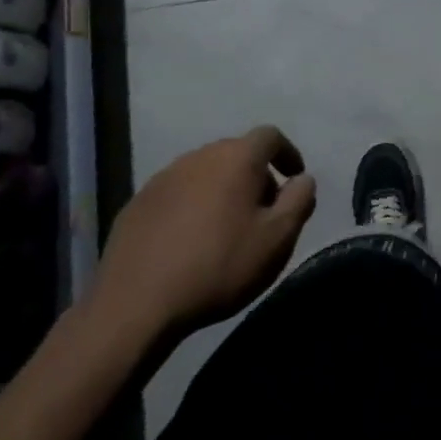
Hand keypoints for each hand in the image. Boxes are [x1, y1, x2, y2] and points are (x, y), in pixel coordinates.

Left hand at [85, 126, 316, 357]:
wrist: (137, 303)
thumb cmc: (219, 266)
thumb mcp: (277, 239)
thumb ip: (299, 201)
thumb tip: (303, 179)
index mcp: (236, 158)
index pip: (270, 136)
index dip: (287, 153)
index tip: (295, 179)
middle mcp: (199, 156)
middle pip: (236, 153)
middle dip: (256, 175)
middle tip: (264, 211)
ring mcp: (164, 177)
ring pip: (205, 172)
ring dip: (222, 190)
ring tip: (227, 228)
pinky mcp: (138, 202)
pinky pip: (178, 193)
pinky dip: (193, 206)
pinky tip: (191, 240)